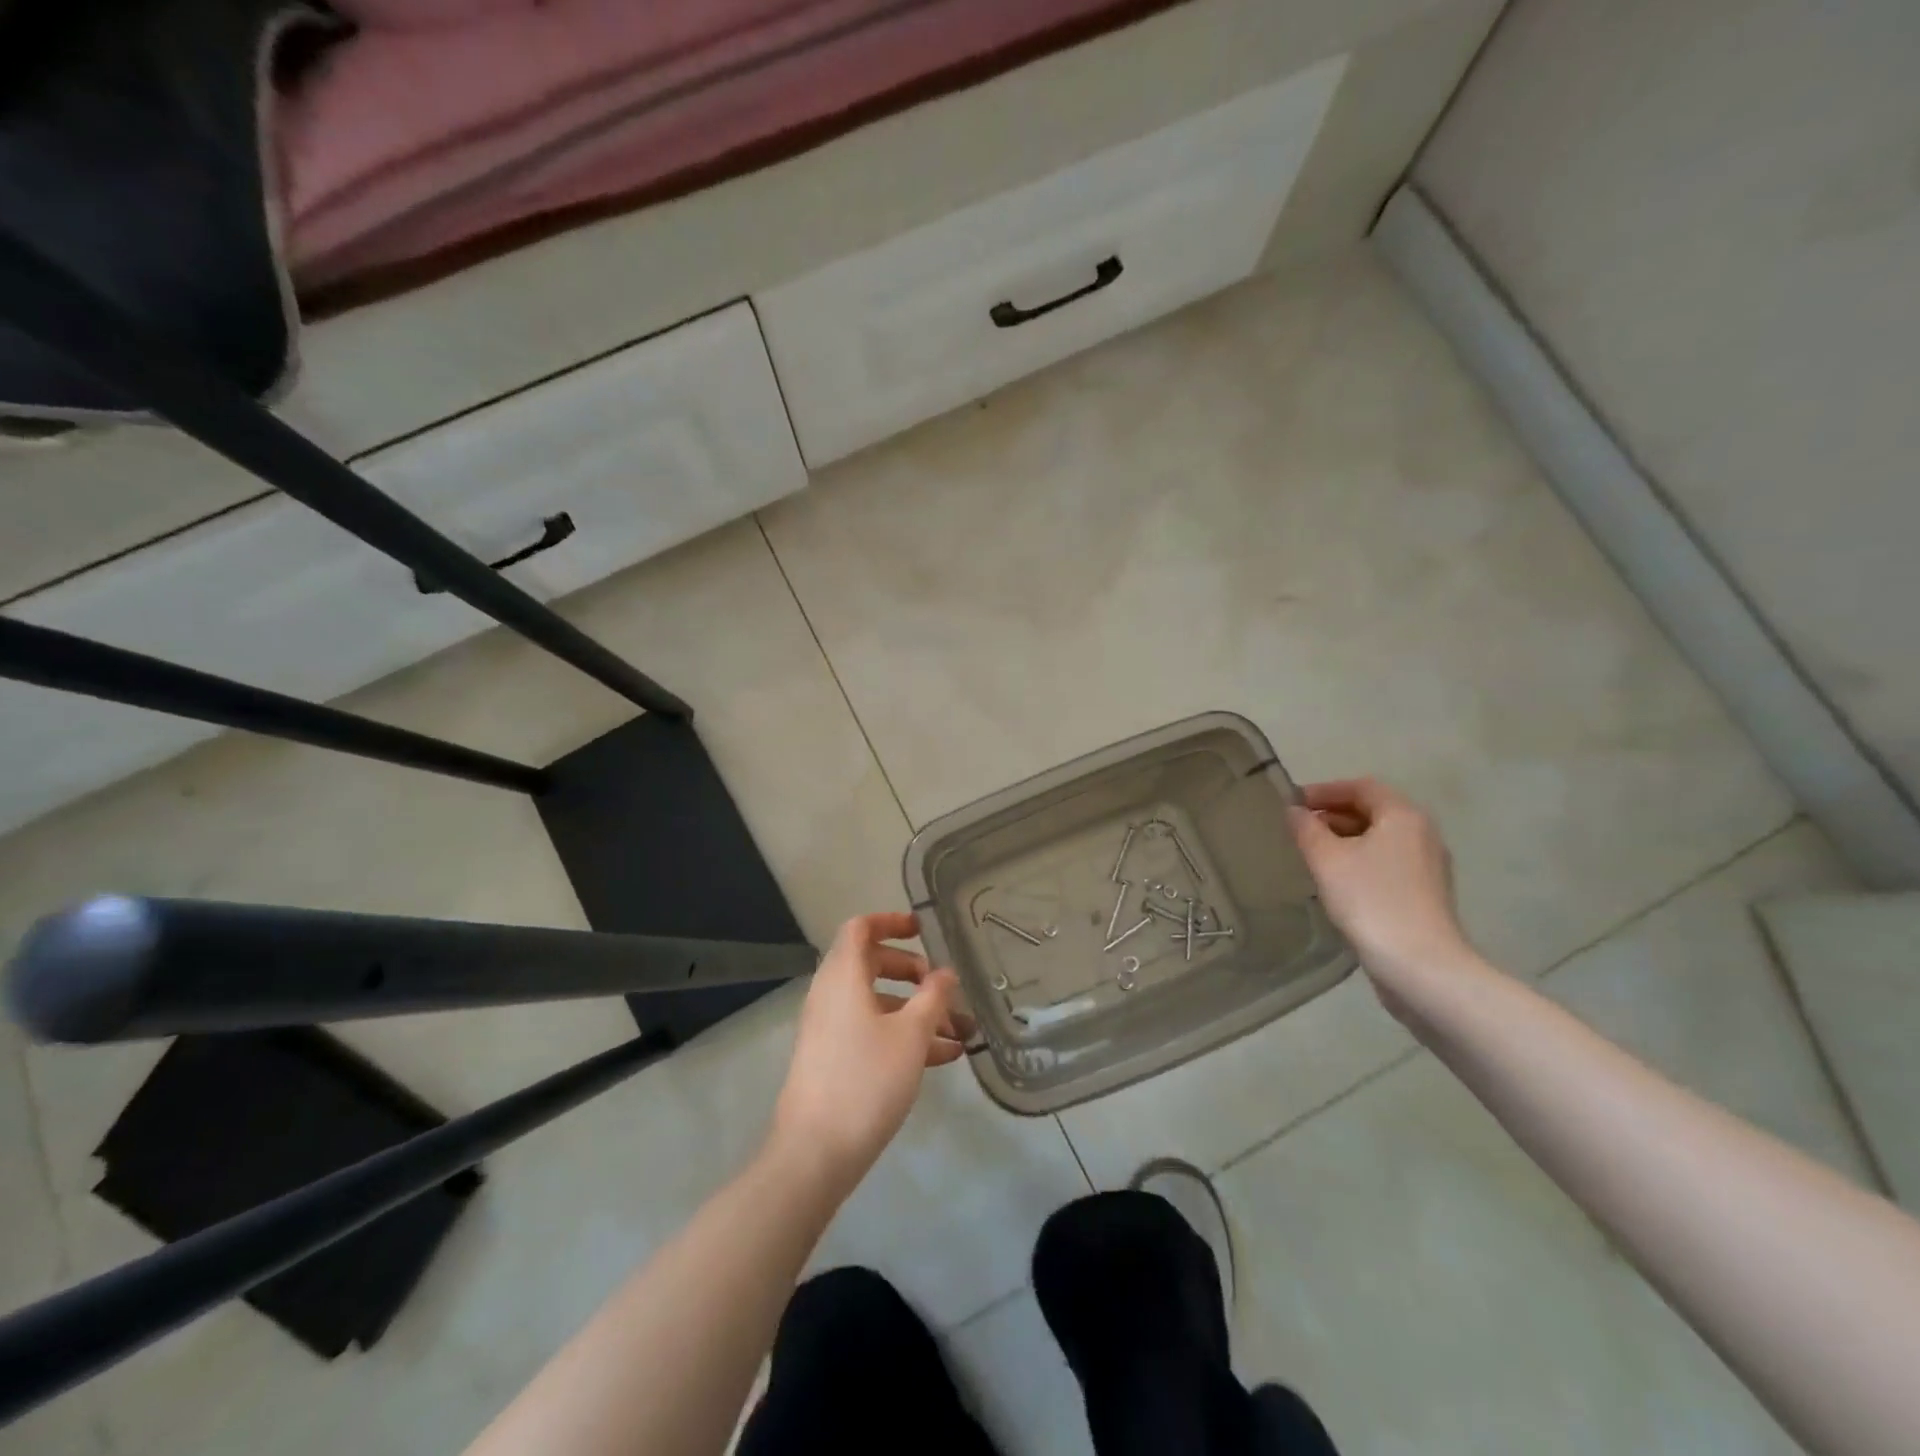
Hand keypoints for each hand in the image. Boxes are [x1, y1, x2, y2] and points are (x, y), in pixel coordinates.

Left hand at [769, 913, 972, 1196]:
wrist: (814, 1152)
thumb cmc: (865, 1079)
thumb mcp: (911, 1035)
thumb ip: (933, 997)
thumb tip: (945, 973)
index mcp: (843, 976)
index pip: (860, 928)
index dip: (890, 922)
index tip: (922, 930)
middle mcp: (831, 994)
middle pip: (871, 964)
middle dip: (912, 972)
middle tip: (943, 987)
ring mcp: (830, 1028)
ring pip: (877, 1003)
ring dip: (916, 1010)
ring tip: (959, 1032)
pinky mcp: (833, 1059)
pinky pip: (872, 1031)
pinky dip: (903, 1035)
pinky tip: (943, 1058)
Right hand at [1289, 779, 1478, 1006]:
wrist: (1419, 965)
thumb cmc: (1370, 901)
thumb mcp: (1326, 860)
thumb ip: (1306, 829)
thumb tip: (1294, 811)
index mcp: (1403, 816)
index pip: (1361, 786)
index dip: (1324, 790)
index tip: (1292, 803)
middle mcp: (1422, 834)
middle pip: (1373, 810)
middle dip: (1333, 814)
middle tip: (1298, 828)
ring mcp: (1428, 866)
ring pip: (1380, 839)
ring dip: (1344, 839)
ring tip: (1311, 854)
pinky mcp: (1425, 894)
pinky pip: (1387, 863)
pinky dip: (1359, 860)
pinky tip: (1336, 881)